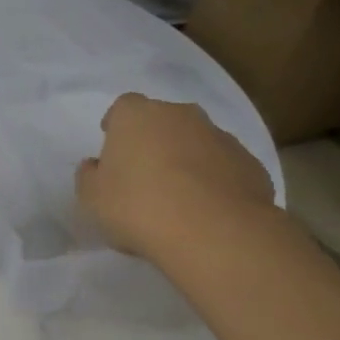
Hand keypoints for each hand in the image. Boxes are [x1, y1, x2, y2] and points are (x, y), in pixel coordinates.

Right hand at [75, 94, 274, 259]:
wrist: (214, 232)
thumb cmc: (138, 207)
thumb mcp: (92, 198)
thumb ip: (89, 176)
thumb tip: (96, 165)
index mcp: (137, 116)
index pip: (122, 108)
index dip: (116, 127)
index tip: (113, 150)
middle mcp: (181, 115)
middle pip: (162, 121)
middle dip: (153, 142)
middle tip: (143, 176)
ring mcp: (220, 137)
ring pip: (196, 142)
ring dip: (185, 160)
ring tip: (177, 199)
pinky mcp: (250, 163)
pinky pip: (223, 167)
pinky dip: (213, 181)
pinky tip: (205, 211)